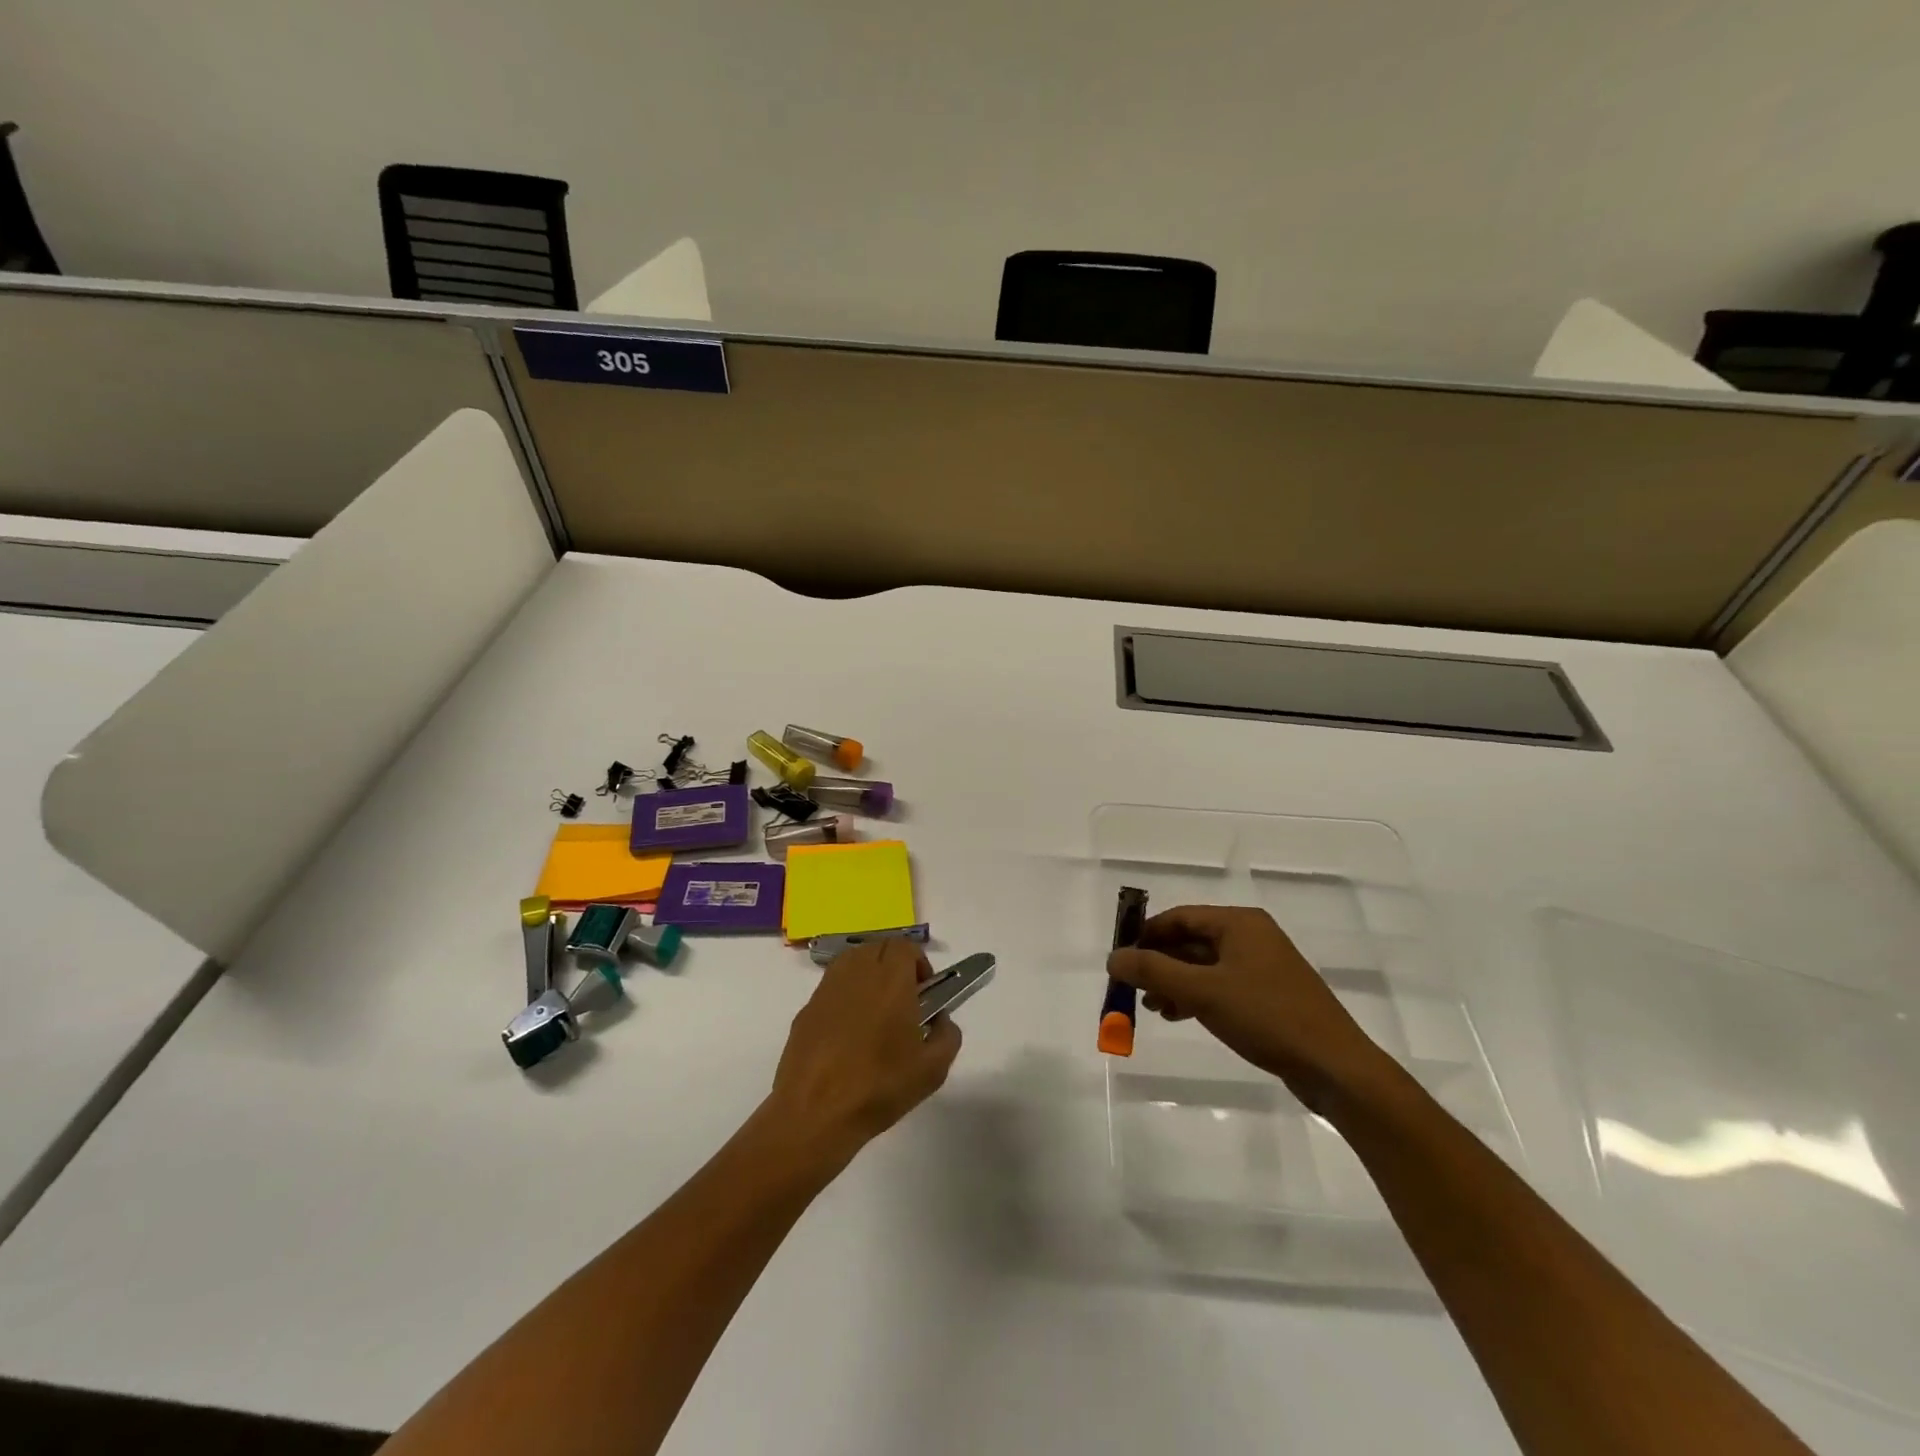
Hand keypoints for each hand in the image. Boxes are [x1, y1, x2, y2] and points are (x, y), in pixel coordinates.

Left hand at [767, 937, 961, 1170]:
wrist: (814, 1113)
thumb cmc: (879, 1087)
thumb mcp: (933, 1069)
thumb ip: (948, 1035)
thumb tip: (941, 1019)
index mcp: (890, 980)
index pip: (905, 946)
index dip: (919, 963)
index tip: (925, 991)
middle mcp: (857, 973)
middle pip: (878, 947)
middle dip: (894, 964)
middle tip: (903, 999)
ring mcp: (827, 989)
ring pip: (852, 961)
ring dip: (868, 974)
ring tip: (876, 1012)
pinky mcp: (805, 1009)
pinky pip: (832, 987)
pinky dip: (845, 996)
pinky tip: (848, 1033)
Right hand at [1107, 905, 1395, 1107]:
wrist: (1335, 1067)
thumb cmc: (1266, 1017)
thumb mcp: (1203, 991)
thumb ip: (1154, 970)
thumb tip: (1113, 957)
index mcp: (1239, 923)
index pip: (1179, 917)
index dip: (1145, 935)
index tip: (1120, 960)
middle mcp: (1251, 936)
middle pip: (1190, 941)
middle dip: (1158, 963)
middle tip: (1132, 988)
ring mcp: (1262, 966)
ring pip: (1204, 966)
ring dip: (1174, 982)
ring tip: (1153, 1007)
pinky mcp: (1269, 995)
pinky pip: (1221, 985)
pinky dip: (1196, 996)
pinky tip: (1180, 1015)